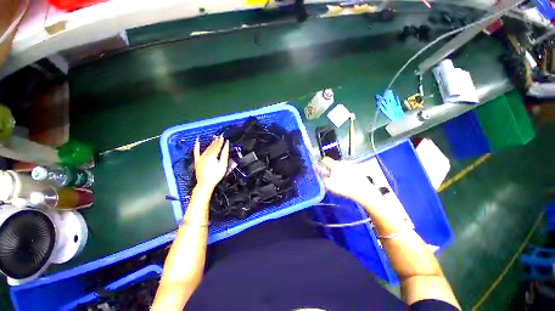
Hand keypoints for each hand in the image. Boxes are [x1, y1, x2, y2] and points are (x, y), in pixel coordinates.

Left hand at [194, 136, 229, 190]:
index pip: (217, 146)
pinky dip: (197, 146)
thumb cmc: (216, 175)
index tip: (223, 136)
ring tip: (214, 139)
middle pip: (212, 146)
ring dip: (210, 144)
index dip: (221, 141)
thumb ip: (224, 154)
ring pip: (206, 148)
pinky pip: (196, 152)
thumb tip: (226, 145)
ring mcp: (200, 158)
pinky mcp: (197, 161)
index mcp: (212, 155)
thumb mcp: (222, 165)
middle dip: (216, 141)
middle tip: (220, 136)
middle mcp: (205, 154)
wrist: (205, 184)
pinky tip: (197, 141)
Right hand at [318, 157, 382, 203]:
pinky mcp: (358, 169)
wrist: (364, 191)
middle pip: (333, 164)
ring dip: (339, 172)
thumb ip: (321, 177)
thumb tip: (317, 170)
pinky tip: (348, 182)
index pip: (325, 159)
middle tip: (331, 179)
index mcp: (335, 164)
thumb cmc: (344, 187)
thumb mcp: (329, 184)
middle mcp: (343, 162)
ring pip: (341, 167)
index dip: (321, 164)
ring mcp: (351, 165)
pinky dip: (346, 174)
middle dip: (331, 170)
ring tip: (341, 181)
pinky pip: (348, 169)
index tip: (322, 171)